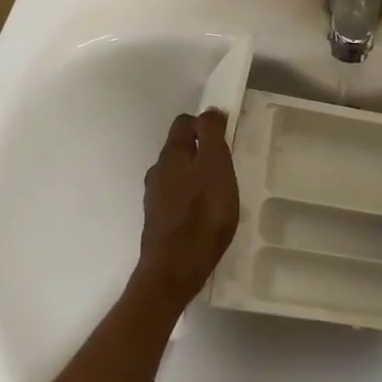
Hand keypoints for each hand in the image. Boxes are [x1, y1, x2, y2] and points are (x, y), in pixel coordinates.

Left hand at [135, 111, 240, 309]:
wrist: (174, 270)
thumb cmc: (202, 214)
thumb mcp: (216, 167)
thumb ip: (212, 136)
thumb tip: (208, 111)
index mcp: (172, 154)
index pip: (184, 123)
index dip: (205, 123)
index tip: (226, 135)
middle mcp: (158, 171)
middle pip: (179, 148)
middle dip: (201, 150)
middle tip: (226, 164)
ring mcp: (154, 198)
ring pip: (177, 174)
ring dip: (195, 175)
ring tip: (218, 191)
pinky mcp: (158, 221)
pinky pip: (176, 198)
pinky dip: (190, 197)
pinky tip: (204, 213)